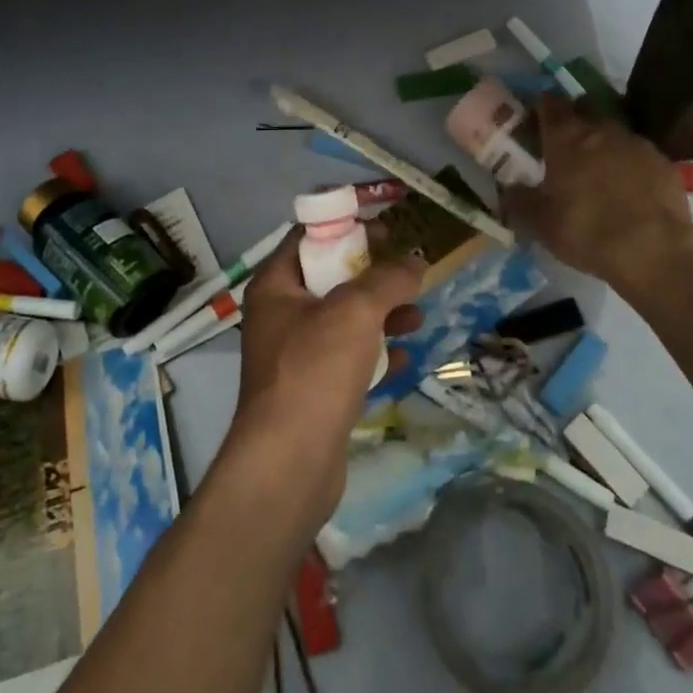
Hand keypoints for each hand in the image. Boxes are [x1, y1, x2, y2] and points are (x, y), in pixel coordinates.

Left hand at [225, 227, 423, 521]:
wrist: (289, 463)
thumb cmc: (315, 369)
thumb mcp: (355, 310)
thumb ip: (388, 279)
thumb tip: (415, 260)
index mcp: (275, 286)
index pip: (309, 238)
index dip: (348, 228)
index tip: (388, 231)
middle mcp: (280, 316)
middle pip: (330, 279)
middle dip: (373, 276)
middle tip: (409, 273)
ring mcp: (294, 356)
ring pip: (343, 321)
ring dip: (381, 315)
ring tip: (417, 316)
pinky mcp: (312, 392)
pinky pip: (347, 360)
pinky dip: (374, 354)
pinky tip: (403, 358)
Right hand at [503, 95, 692, 287]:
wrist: (655, 251)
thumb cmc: (587, 230)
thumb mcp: (540, 223)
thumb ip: (519, 201)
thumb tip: (508, 191)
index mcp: (566, 137)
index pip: (550, 102)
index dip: (541, 107)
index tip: (536, 121)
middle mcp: (602, 130)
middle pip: (585, 107)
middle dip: (575, 118)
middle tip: (565, 143)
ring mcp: (638, 144)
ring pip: (615, 129)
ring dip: (604, 141)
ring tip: (598, 170)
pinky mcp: (665, 163)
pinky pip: (640, 154)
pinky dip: (631, 164)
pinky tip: (629, 189)